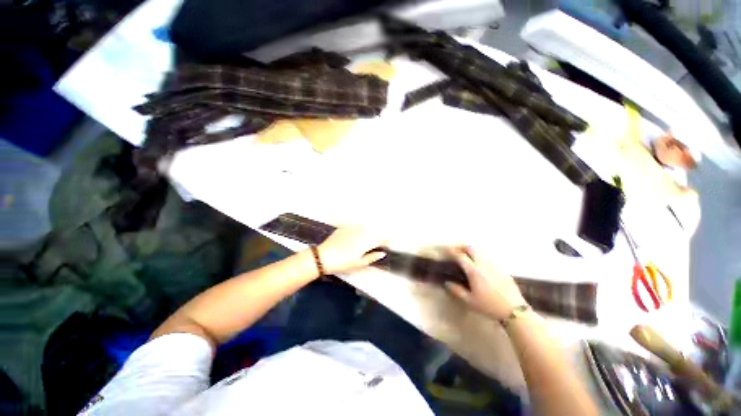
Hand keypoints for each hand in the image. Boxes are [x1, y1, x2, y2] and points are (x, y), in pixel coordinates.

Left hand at [318, 226, 387, 274]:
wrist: (323, 256)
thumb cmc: (342, 263)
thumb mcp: (358, 264)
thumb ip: (372, 257)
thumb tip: (382, 253)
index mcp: (366, 242)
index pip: (380, 238)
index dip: (387, 240)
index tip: (389, 243)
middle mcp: (361, 232)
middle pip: (374, 231)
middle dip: (379, 235)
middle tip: (381, 241)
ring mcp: (352, 228)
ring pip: (366, 227)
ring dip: (371, 231)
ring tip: (371, 237)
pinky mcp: (344, 227)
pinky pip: (356, 226)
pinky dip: (360, 229)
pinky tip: (359, 233)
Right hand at [446, 246, 526, 320]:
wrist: (515, 310)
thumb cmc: (489, 306)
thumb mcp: (470, 301)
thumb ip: (457, 290)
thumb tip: (447, 283)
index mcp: (474, 271)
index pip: (461, 256)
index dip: (452, 252)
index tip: (446, 251)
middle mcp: (483, 264)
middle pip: (471, 248)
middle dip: (462, 247)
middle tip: (456, 250)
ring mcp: (494, 265)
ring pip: (481, 252)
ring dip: (471, 251)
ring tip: (466, 256)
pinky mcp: (502, 269)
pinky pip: (488, 258)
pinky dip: (480, 257)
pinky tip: (480, 265)